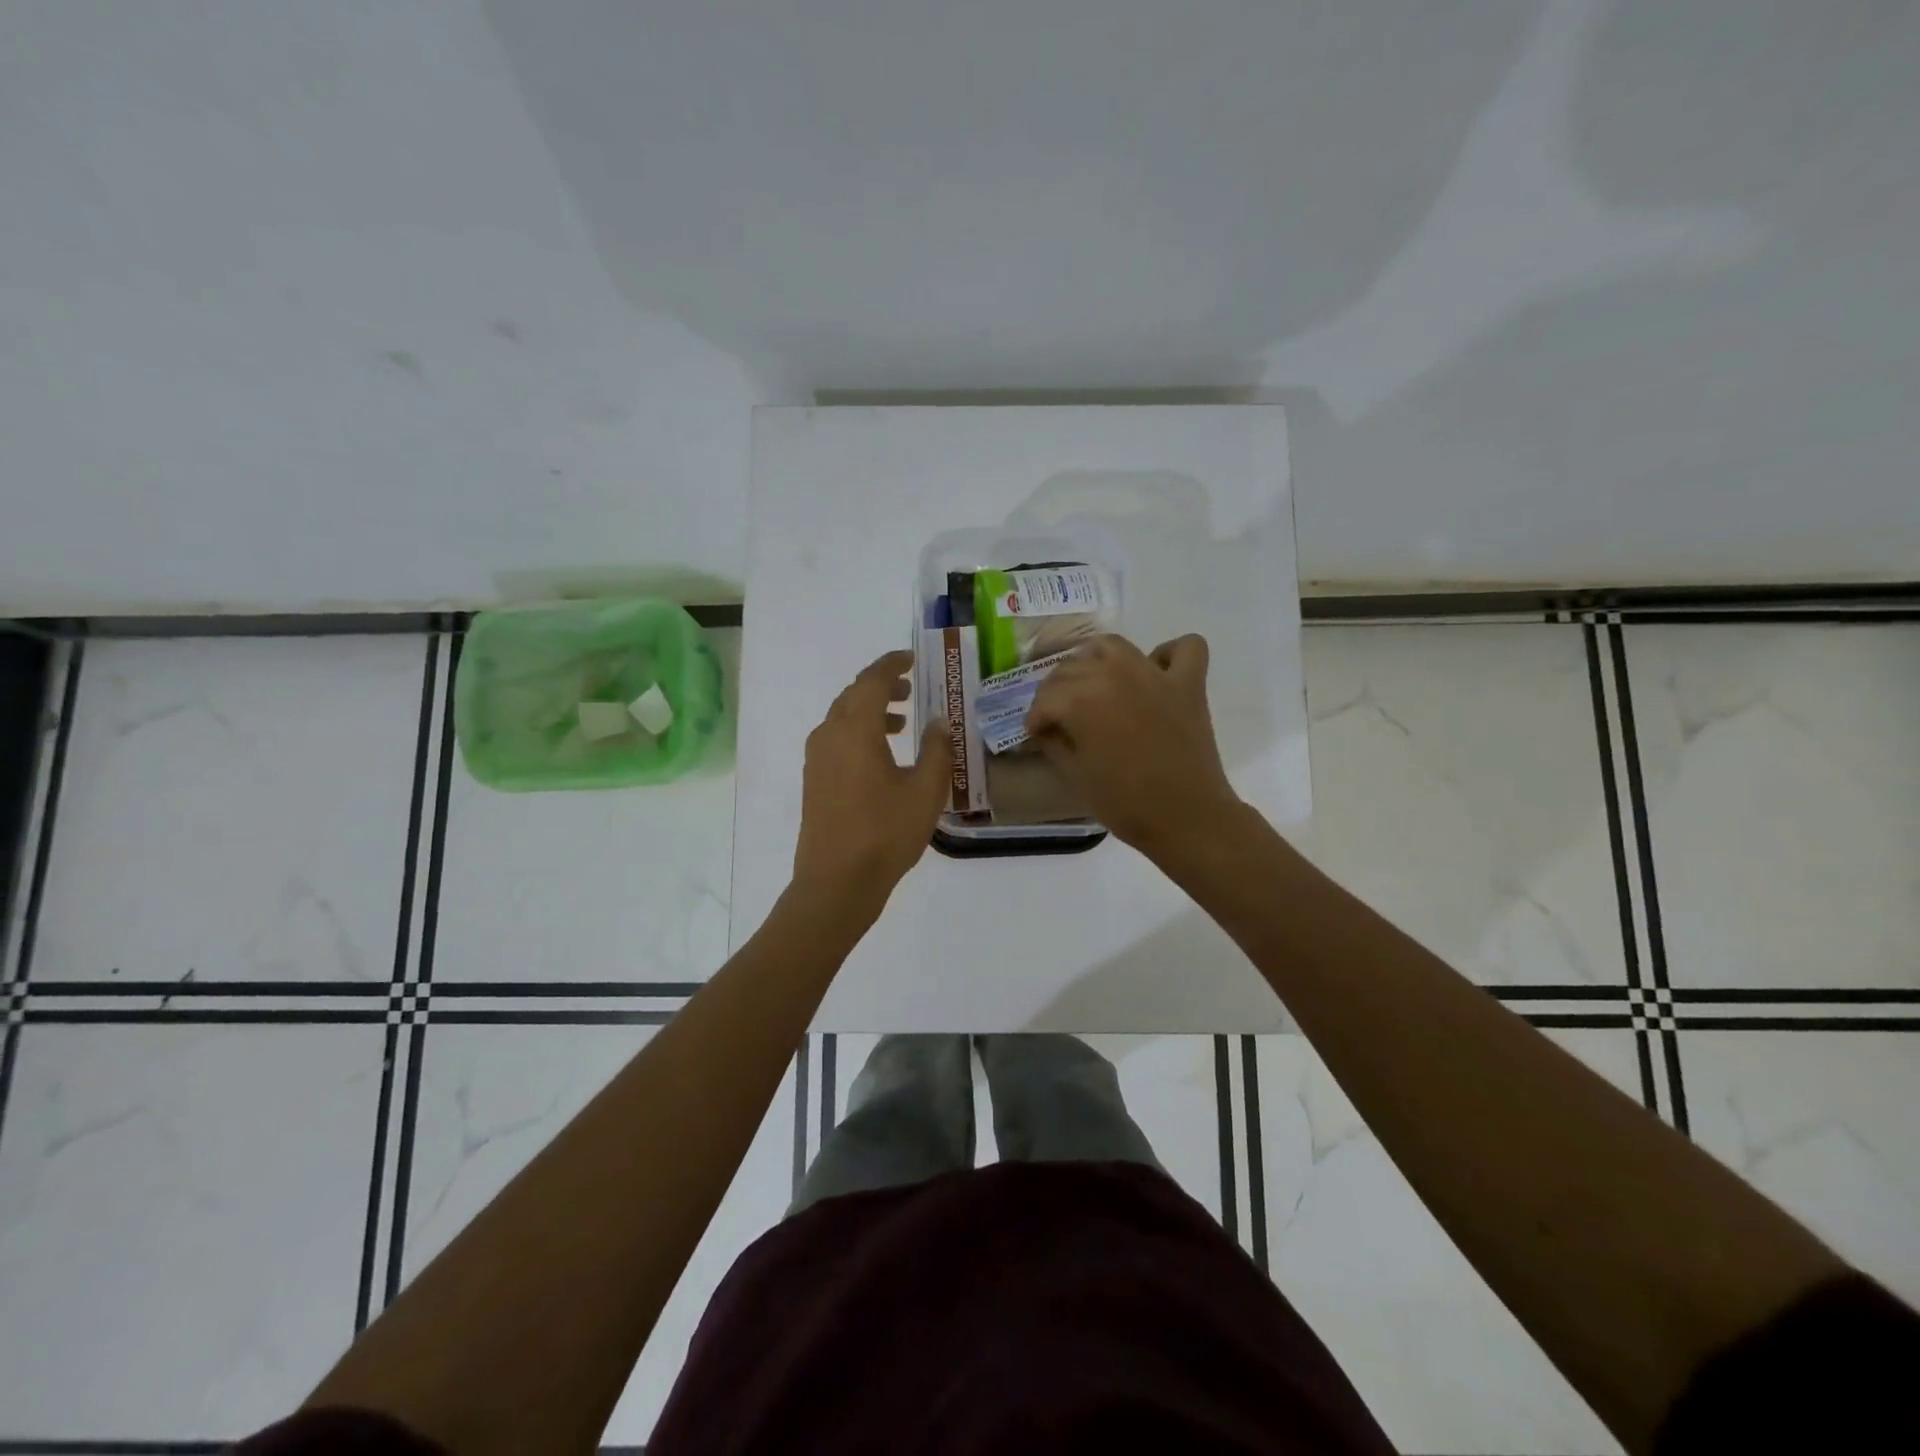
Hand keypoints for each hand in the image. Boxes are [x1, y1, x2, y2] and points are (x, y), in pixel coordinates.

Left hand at [793, 650, 949, 909]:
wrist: (836, 883)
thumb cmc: (885, 833)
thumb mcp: (926, 791)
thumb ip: (937, 749)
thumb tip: (938, 721)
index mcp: (855, 729)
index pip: (872, 680)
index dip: (893, 664)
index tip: (912, 658)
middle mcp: (829, 735)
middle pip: (854, 695)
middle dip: (882, 686)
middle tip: (911, 690)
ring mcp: (817, 758)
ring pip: (843, 718)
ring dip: (871, 711)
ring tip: (902, 722)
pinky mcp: (814, 780)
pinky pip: (836, 739)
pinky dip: (859, 733)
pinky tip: (882, 756)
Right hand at [1025, 634, 1241, 857]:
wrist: (1186, 818)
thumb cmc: (1124, 803)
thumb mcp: (1073, 775)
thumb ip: (1054, 743)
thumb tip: (1047, 727)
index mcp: (1081, 699)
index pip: (1046, 698)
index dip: (1037, 717)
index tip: (1037, 734)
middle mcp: (1114, 674)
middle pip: (1073, 667)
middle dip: (1059, 690)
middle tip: (1061, 716)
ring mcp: (1155, 674)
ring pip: (1114, 646)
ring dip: (1097, 660)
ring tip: (1097, 685)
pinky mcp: (1189, 683)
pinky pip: (1186, 647)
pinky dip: (1169, 654)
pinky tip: (1157, 674)